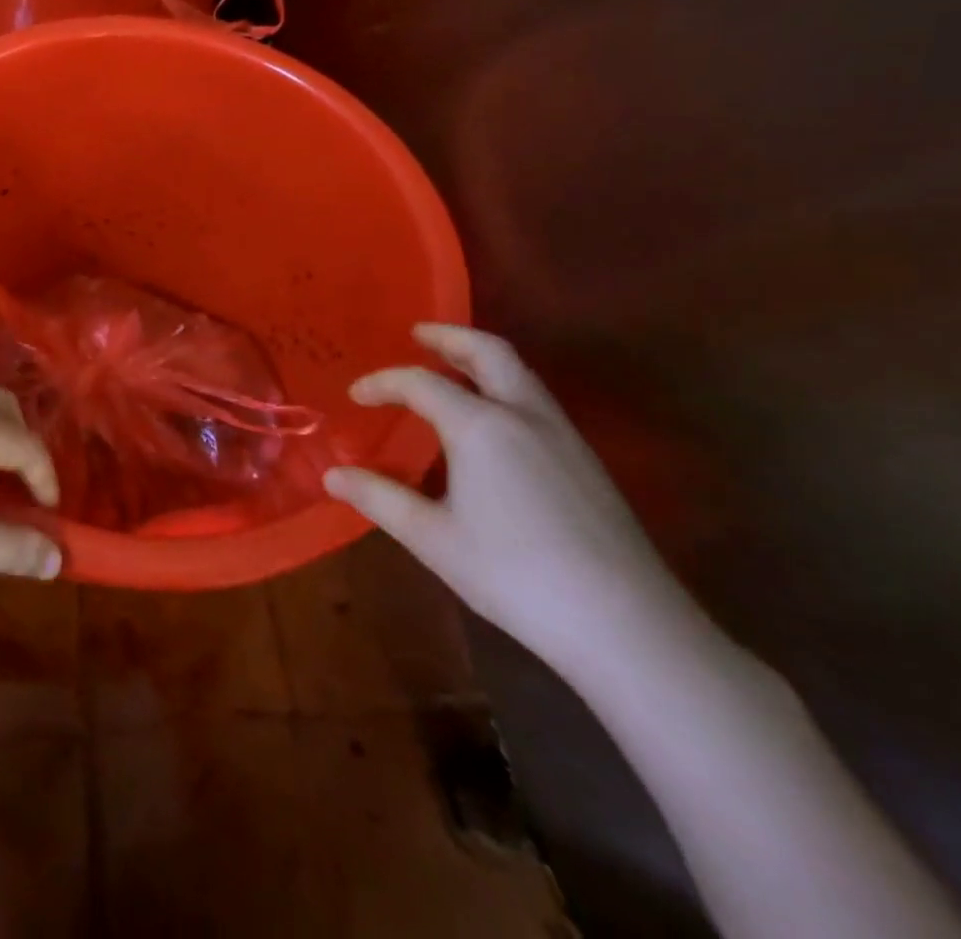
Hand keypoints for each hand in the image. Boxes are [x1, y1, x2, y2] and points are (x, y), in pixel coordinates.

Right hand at [324, 324, 690, 671]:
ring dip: (480, 359)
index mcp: (481, 426)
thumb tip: (332, 474)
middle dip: (449, 337)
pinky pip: (536, 401)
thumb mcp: (432, 538)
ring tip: (450, 368)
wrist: (628, 627)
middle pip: (488, 352)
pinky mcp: (586, 462)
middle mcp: (524, 416)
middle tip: (417, 334)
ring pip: (520, 374)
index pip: (420, 383)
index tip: (355, 396)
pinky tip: (491, 422)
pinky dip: (503, 387)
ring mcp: (564, 436)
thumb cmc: (515, 575)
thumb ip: (379, 498)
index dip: (382, 383)